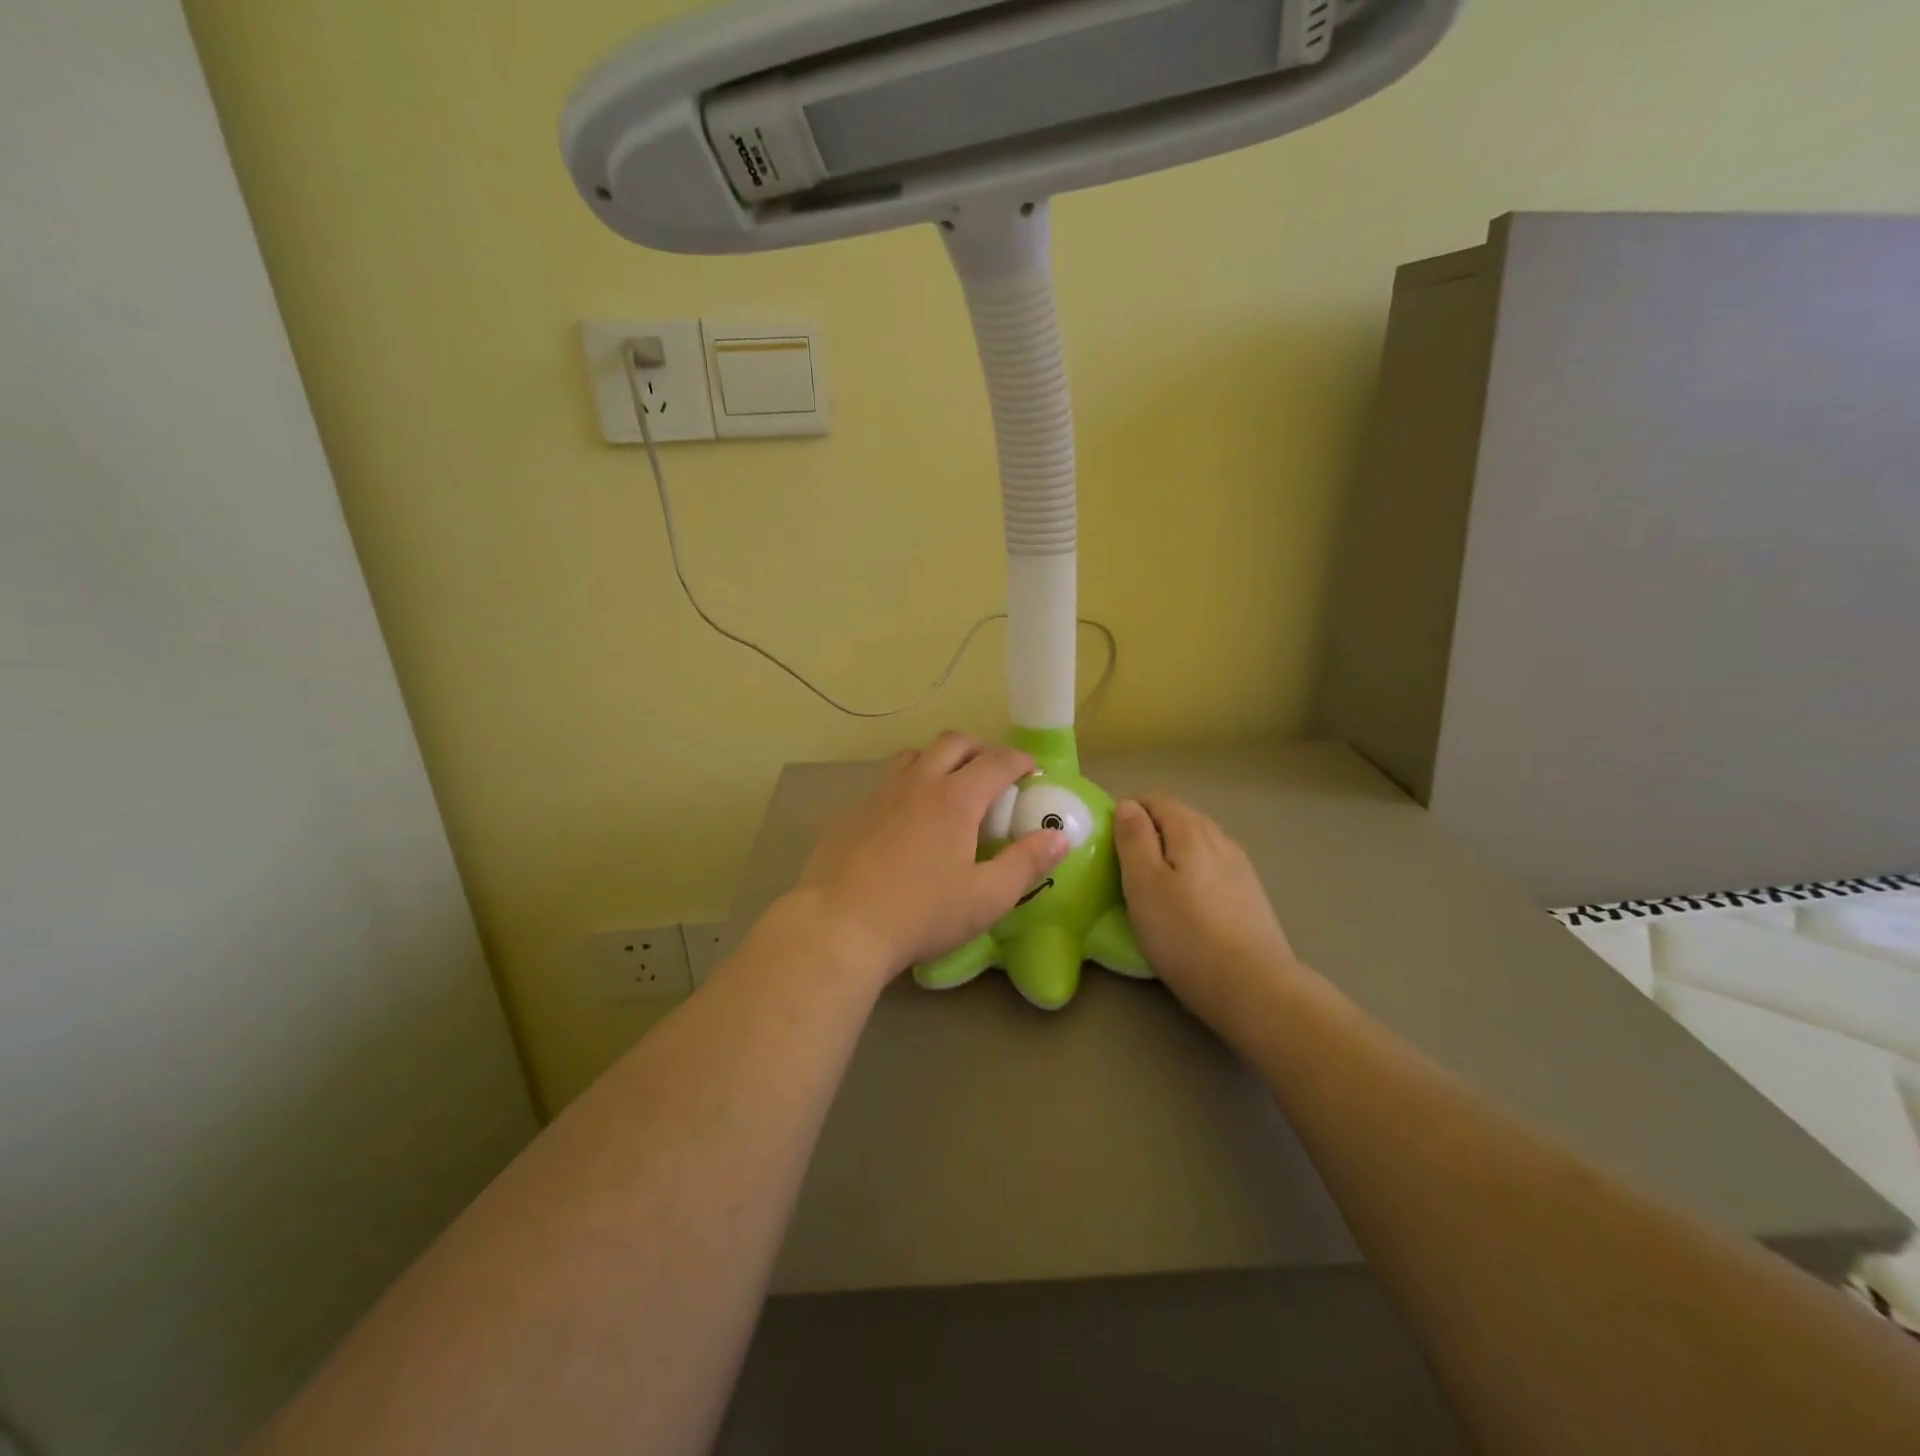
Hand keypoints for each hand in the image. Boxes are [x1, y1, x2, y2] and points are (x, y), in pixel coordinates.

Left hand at [790, 731, 1070, 981]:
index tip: (1031, 770)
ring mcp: (878, 795)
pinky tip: (903, 823)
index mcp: (955, 799)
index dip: (1020, 760)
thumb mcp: (987, 897)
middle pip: (952, 743)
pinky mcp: (850, 813)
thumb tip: (1060, 837)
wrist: (839, 926)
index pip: (997, 761)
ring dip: (937, 761)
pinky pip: (884, 785)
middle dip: (979, 749)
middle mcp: (917, 784)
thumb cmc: (921, 913)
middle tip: (992, 772)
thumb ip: (1026, 863)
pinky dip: (905, 789)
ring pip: (913, 757)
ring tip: (947, 789)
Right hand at [1113, 795, 1301, 1021]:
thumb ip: (1133, 838)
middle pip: (1180, 819)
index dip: (1129, 811)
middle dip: (1151, 831)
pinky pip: (1214, 869)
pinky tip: (1188, 903)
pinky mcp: (1252, 896)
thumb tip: (1129, 805)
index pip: (1156, 800)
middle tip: (1125, 864)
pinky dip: (1194, 874)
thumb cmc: (1183, 933)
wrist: (1252, 986)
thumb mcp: (1143, 882)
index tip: (1110, 841)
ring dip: (1174, 853)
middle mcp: (1220, 839)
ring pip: (1199, 845)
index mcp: (1191, 830)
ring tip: (1155, 885)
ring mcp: (1241, 868)